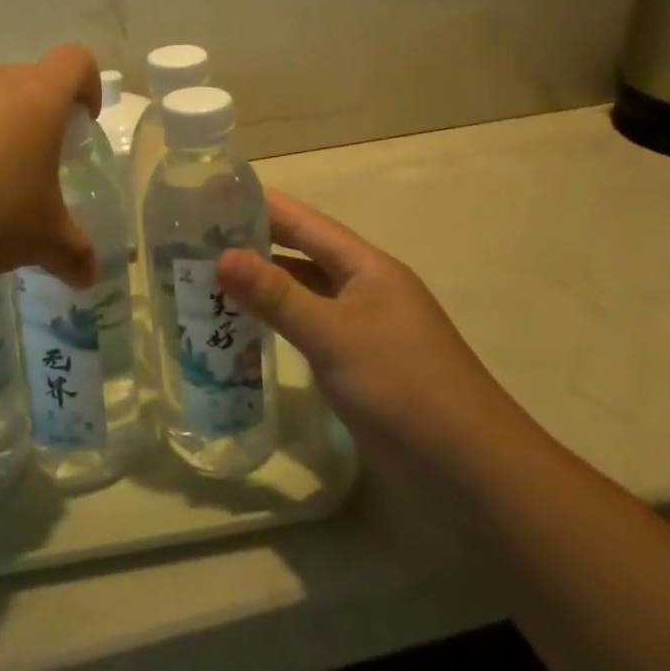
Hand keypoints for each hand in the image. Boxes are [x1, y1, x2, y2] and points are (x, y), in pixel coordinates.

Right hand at [216, 190, 518, 481]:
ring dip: (264, 287)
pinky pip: (310, 332)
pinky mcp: (360, 369)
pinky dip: (278, 326)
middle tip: (196, 239)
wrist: (472, 476)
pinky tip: (245, 331)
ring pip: (304, 296)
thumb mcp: (334, 335)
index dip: (262, 205)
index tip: (213, 194)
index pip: (305, 222)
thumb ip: (277, 295)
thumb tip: (221, 256)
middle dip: (255, 245)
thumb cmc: (403, 388)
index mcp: (367, 267)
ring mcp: (364, 331)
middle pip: (303, 256)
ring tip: (208, 280)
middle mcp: (366, 290)